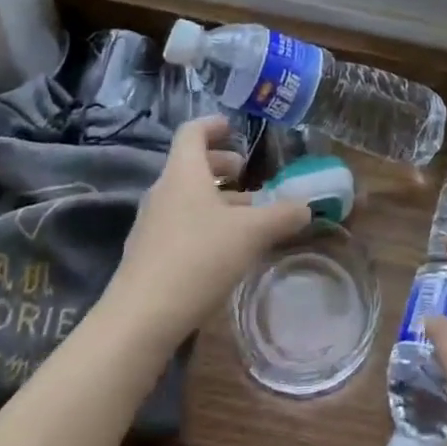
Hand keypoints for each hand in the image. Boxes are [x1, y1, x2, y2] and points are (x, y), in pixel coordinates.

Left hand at [102, 116, 310, 346]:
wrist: (140, 320)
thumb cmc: (198, 258)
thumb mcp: (251, 234)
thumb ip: (281, 216)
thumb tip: (306, 206)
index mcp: (184, 172)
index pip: (193, 132)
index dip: (213, 125)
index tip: (233, 127)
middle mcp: (163, 191)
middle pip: (190, 164)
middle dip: (220, 166)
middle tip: (245, 174)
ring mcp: (151, 224)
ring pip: (186, 197)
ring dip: (214, 199)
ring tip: (244, 215)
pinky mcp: (147, 255)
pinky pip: (179, 224)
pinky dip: (202, 224)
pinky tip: (223, 249)